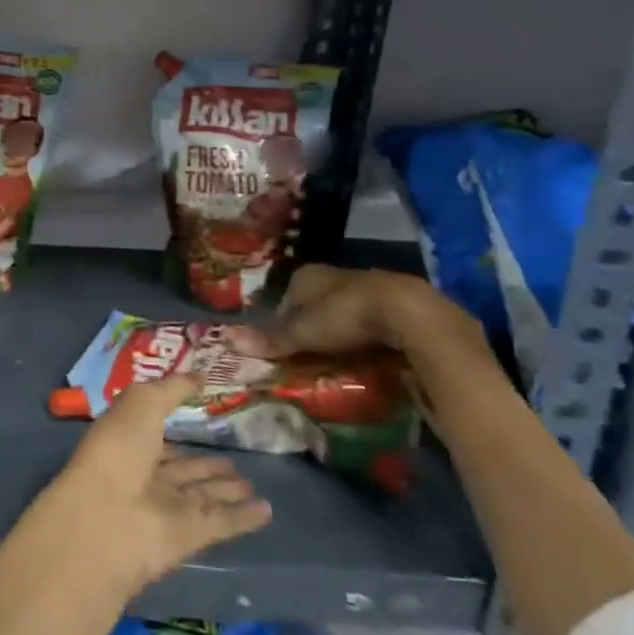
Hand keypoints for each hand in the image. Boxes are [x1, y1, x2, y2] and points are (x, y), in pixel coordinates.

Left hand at [39, 376, 271, 596]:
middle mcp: (146, 475)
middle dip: (206, 464)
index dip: (175, 424)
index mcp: (128, 441)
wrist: (108, 518)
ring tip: (251, 482)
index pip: (155, 432)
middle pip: (182, 469)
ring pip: (203, 495)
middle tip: (237, 459)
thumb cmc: (118, 449)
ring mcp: (166, 508)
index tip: (202, 416)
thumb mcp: (142, 402)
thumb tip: (200, 375)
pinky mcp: (188, 537)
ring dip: (226, 489)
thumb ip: (172, 388)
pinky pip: (221, 523)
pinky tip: (267, 511)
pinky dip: (243, 518)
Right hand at [219, 264, 469, 357]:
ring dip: (339, 332)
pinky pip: (368, 320)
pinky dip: (364, 336)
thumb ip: (271, 340)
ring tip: (336, 359)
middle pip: (314, 303)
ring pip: (342, 311)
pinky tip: (366, 353)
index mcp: (307, 276)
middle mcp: (334, 276)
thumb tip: (227, 341)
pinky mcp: (391, 302)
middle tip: (308, 354)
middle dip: (311, 326)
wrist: (407, 312)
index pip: (286, 297)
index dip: (282, 320)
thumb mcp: (303, 332)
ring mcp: (364, 287)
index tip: (283, 345)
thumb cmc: (344, 315)